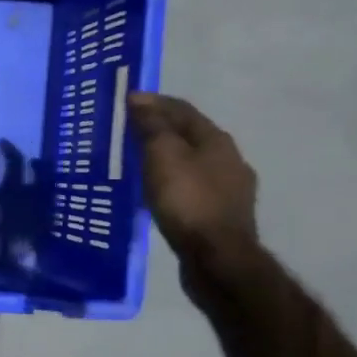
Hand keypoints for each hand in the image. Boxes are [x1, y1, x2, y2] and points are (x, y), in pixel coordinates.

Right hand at [127, 92, 258, 270]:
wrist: (217, 257)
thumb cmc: (187, 201)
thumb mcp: (163, 157)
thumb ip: (152, 126)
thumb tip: (139, 98)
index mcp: (216, 140)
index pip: (183, 110)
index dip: (155, 102)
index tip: (127, 100)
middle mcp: (229, 159)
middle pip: (191, 134)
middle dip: (162, 128)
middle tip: (130, 130)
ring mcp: (230, 188)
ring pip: (194, 161)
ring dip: (169, 155)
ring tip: (141, 160)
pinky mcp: (222, 214)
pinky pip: (194, 185)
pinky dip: (174, 179)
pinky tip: (160, 190)